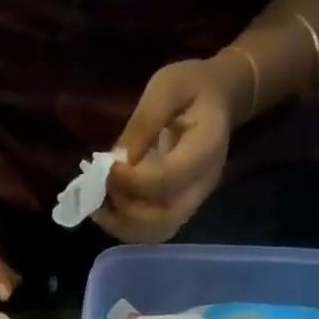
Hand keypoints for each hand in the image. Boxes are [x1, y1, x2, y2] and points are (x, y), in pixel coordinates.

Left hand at [96, 56, 246, 243]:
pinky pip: (153, 231)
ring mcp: (193, 202)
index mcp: (206, 149)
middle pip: (163, 218)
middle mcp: (202, 184)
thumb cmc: (193, 87)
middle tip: (100, 189)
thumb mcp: (167, 87)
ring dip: (122, 225)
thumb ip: (143, 122)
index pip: (167, 181)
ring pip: (157, 232)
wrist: (220, 101)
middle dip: (124, 209)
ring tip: (98, 205)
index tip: (107, 169)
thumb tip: (116, 159)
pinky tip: (108, 210)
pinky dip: (126, 227)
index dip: (132, 181)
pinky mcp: (181, 209)